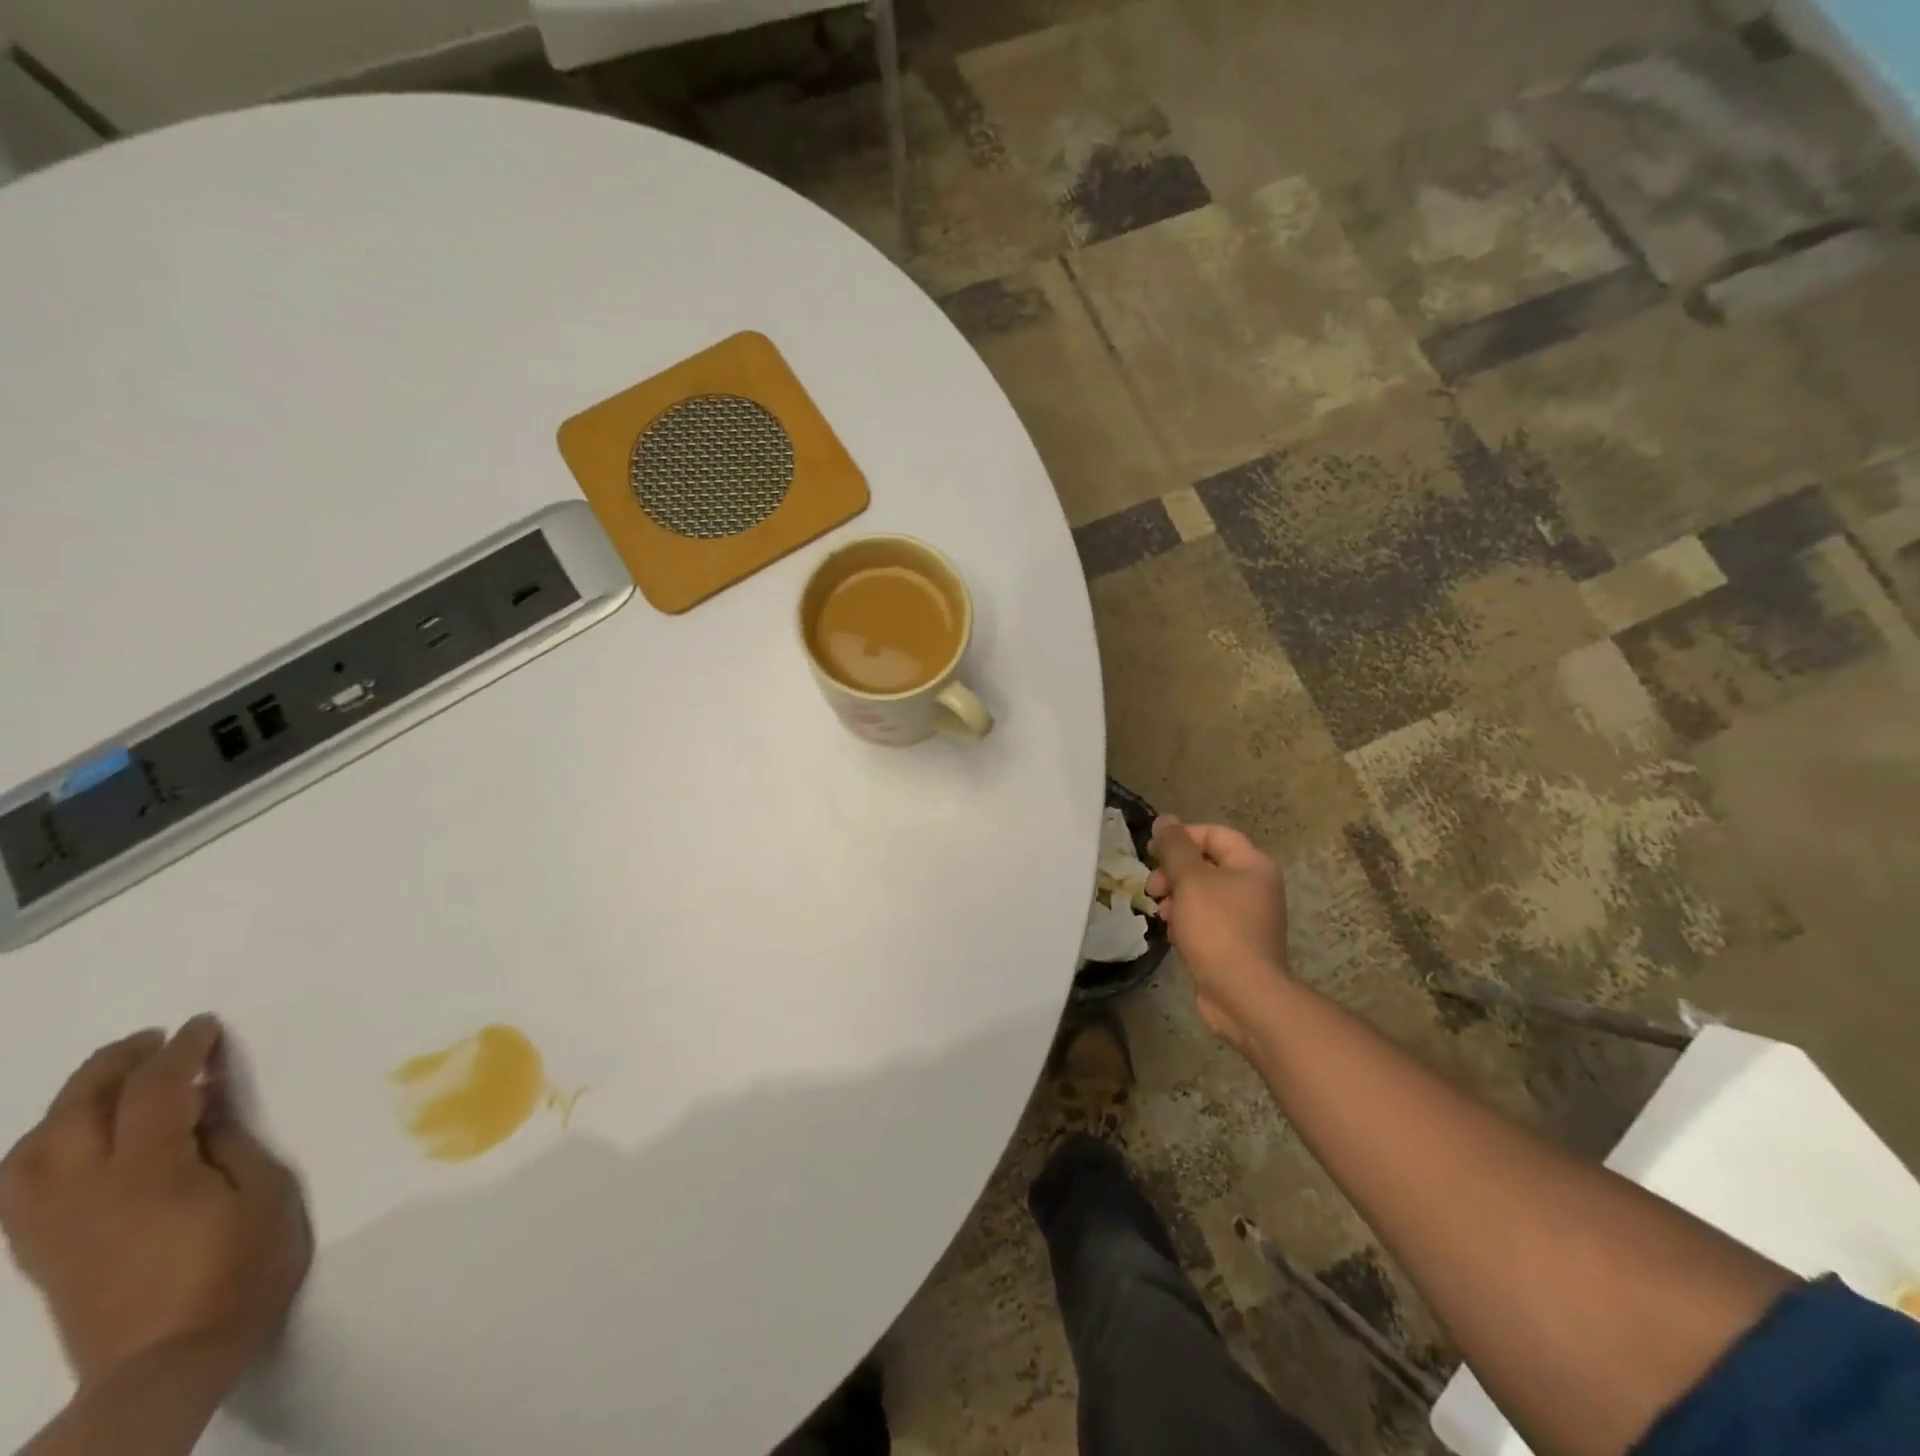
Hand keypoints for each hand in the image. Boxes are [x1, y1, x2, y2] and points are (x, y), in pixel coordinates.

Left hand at [0, 1016, 310, 1391]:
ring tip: (112, 1083)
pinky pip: (18, 1185)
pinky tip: (75, 1141)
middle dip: (114, 1064)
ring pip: (32, 1146)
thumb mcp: (263, 1195)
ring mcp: (51, 1225)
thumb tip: (203, 1107)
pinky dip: (43, 1146)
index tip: (205, 1026)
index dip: (180, 1050)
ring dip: (69, 1102)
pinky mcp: (39, 1251)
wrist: (167, 1363)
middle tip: (156, 1040)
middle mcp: (83, 1192)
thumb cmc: (238, 1270)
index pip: (155, 1090)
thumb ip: (230, 1144)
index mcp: (147, 1174)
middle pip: (77, 1110)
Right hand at [1147, 818, 1291, 1053]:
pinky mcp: (1234, 943)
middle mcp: (1254, 887)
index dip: (1181, 837)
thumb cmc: (1218, 929)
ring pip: (1201, 893)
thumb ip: (1174, 847)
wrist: (1243, 996)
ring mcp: (1246, 917)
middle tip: (1152, 887)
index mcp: (1252, 865)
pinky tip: (1173, 935)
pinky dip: (1186, 921)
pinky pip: (1205, 920)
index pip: (1214, 834)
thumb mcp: (1191, 880)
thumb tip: (1165, 820)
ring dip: (1175, 897)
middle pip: (1206, 863)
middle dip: (1173, 871)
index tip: (1151, 851)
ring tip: (1160, 913)